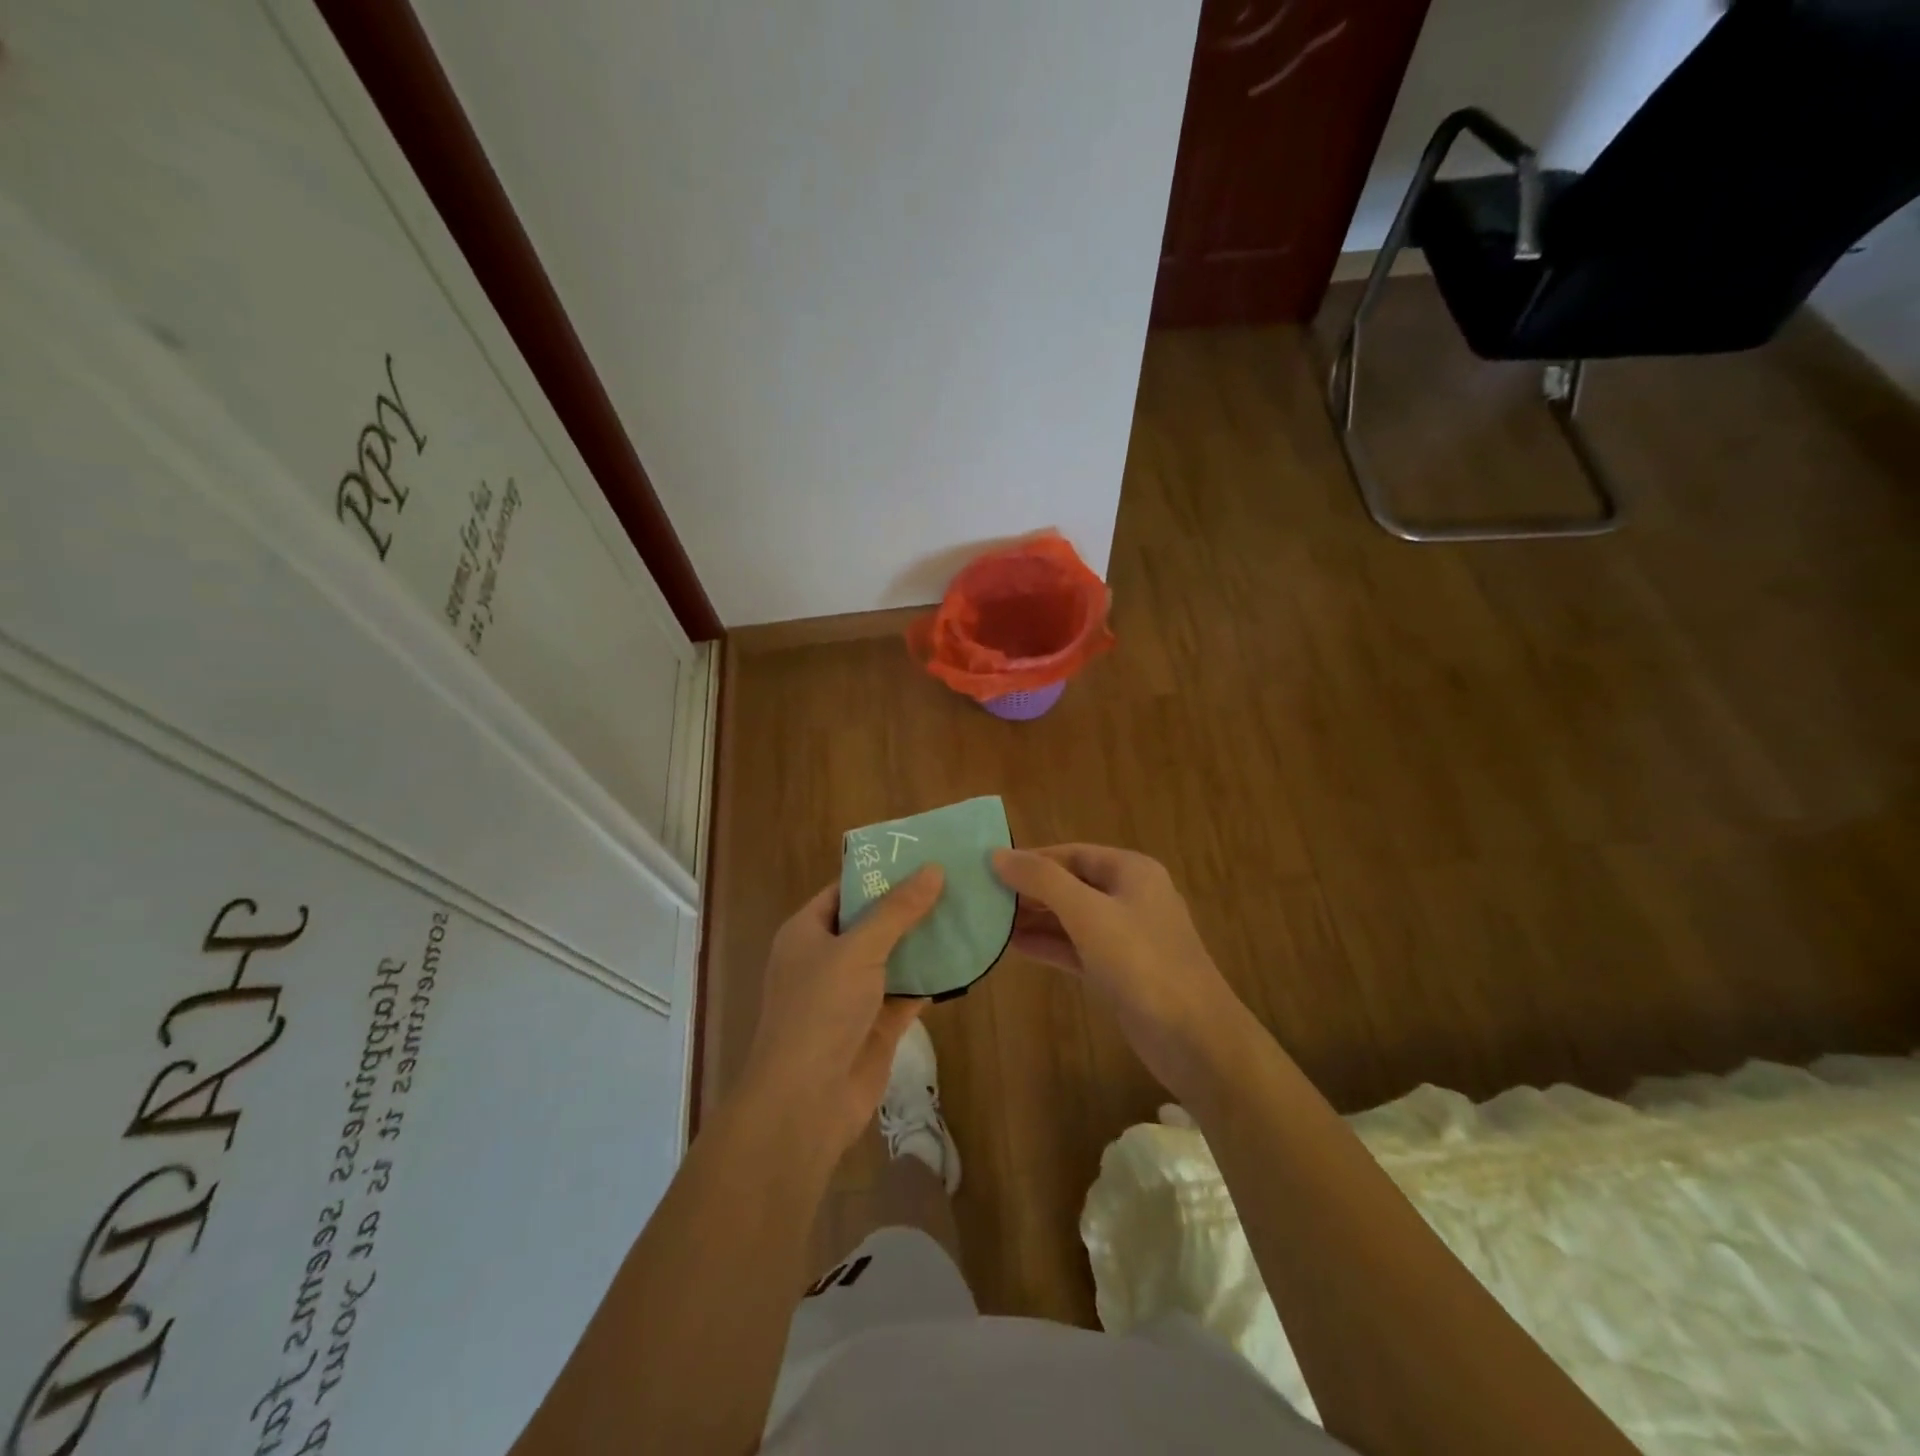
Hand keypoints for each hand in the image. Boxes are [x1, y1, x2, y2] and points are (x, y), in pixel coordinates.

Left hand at [737, 867, 943, 1155]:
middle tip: (956, 879)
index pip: (846, 889)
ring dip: (925, 940)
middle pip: (873, 921)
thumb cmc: (820, 1010)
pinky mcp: (876, 1022)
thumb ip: (897, 910)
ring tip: (967, 910)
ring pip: (894, 956)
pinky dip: (932, 977)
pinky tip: (965, 957)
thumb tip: (934, 869)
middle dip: (910, 904)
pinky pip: (908, 990)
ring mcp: (853, 992)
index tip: (922, 854)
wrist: (806, 1101)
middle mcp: (828, 957)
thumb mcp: (858, 949)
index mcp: (808, 931)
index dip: (881, 872)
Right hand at [993, 845, 1252, 1096]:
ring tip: (988, 920)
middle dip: (1029, 889)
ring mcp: (1125, 936)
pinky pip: (1076, 947)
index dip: (1030, 858)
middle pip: (1070, 883)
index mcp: (1131, 871)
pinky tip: (1013, 947)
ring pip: (1071, 917)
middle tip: (982, 896)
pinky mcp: (1119, 971)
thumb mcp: (1088, 913)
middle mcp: (1129, 896)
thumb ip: (1042, 881)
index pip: (1071, 853)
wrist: (1194, 1039)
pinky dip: (1048, 945)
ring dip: (1034, 918)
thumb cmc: (1141, 962)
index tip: (988, 867)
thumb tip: (998, 854)